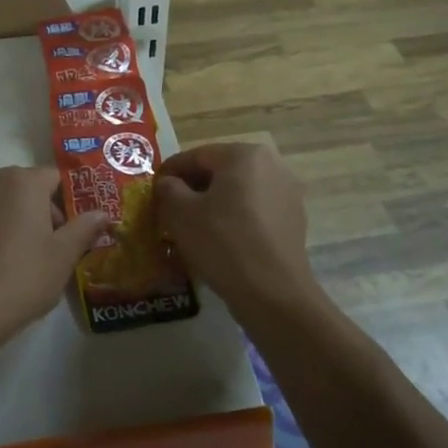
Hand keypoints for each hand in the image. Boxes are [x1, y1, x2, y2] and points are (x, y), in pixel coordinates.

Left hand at [0, 167, 108, 346]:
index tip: (77, 228)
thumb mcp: (64, 255)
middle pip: (27, 187)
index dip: (70, 201)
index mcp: (23, 181)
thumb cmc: (24, 276)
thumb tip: (103, 213)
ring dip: (18, 218)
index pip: (55, 178)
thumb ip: (85, 227)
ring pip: (3, 201)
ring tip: (27, 255)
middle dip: (44, 210)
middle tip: (56, 246)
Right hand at [156, 143, 316, 314]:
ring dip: (213, 203)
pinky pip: (254, 210)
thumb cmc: (223, 242)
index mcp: (244, 154)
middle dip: (192, 187)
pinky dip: (234, 218)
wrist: (273, 294)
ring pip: (238, 191)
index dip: (170, 172)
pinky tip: (219, 239)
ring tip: (191, 225)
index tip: (153, 189)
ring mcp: (287, 192)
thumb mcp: (180, 212)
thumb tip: (168, 183)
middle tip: (169, 208)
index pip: (196, 156)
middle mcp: (271, 165)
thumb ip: (168, 188)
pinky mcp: (294, 220)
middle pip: (220, 171)